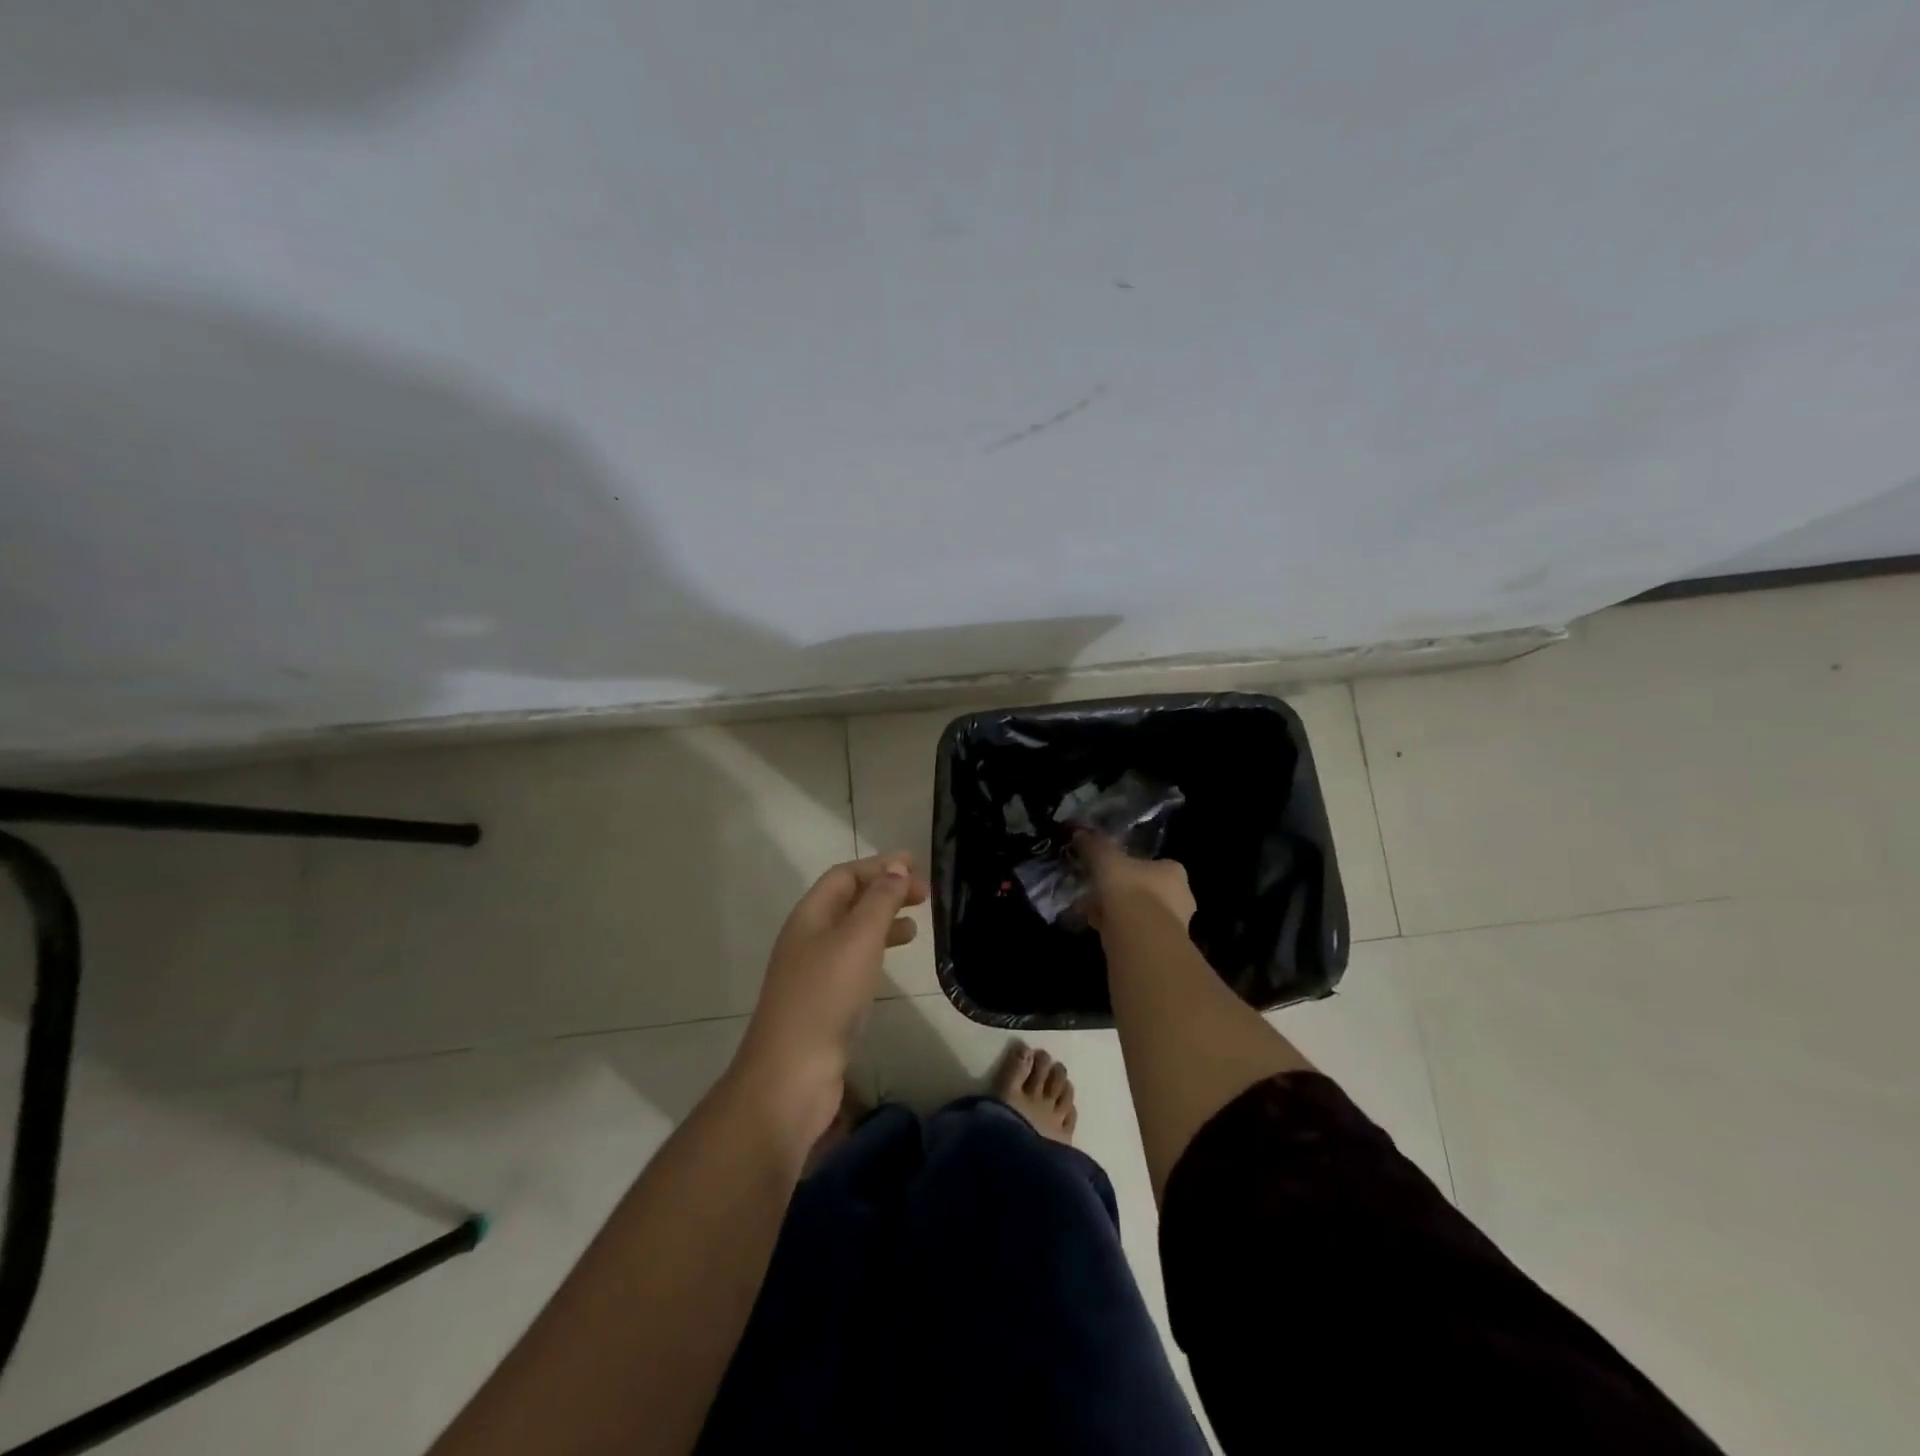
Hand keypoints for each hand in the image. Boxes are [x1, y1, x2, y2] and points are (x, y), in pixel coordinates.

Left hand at [731, 853, 928, 1140]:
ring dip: (883, 922)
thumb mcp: (858, 939)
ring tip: (915, 927)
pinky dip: (877, 953)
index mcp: (810, 915)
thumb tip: (897, 865)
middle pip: (848, 901)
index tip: (916, 866)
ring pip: (852, 932)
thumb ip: (880, 900)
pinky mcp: (823, 1002)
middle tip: (924, 895)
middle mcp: (808, 937)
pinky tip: (893, 964)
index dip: (879, 866)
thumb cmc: (826, 996)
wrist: (791, 1074)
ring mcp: (813, 972)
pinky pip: (853, 962)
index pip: (845, 875)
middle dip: (885, 891)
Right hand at [1076, 832, 1195, 930]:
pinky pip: (1138, 935)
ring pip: (1141, 915)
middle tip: (1096, 895)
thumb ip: (1094, 845)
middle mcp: (1182, 897)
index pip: (1152, 865)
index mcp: (1174, 871)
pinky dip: (1120, 933)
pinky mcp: (1164, 949)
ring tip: (1092, 914)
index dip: (1127, 868)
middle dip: (1121, 894)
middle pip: (1146, 891)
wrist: (1141, 939)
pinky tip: (1101, 932)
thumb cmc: (1129, 890)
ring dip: (1119, 914)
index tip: (1107, 873)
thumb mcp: (1105, 859)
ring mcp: (1176, 926)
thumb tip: (1079, 833)